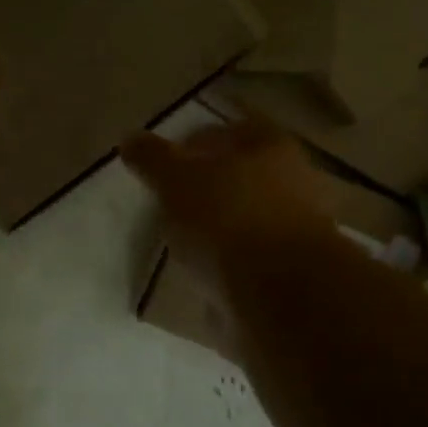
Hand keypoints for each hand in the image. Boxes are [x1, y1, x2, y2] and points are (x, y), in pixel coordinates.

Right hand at [120, 120, 337, 286]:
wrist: (283, 296)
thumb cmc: (228, 220)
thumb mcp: (177, 182)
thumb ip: (153, 159)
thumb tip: (130, 138)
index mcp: (269, 145)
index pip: (226, 131)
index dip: (191, 143)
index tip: (163, 165)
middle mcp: (293, 179)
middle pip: (241, 174)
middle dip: (208, 187)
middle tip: (170, 203)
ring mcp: (298, 227)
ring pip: (248, 217)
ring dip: (219, 227)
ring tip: (182, 243)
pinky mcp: (294, 270)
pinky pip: (252, 257)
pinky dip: (230, 263)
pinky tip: (205, 274)